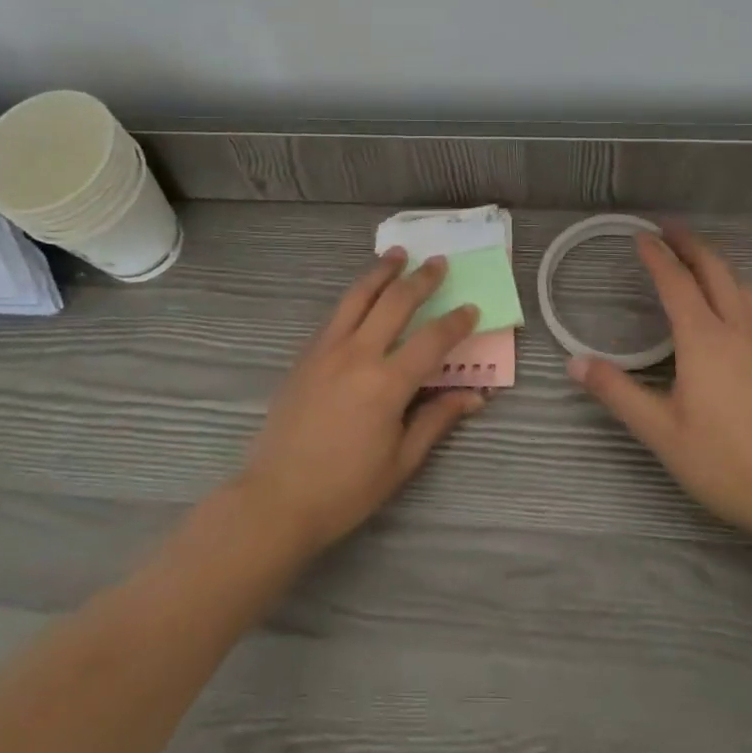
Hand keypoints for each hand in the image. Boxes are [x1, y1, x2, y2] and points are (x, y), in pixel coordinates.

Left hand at [239, 250, 483, 554]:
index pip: (432, 340)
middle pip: (395, 302)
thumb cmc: (345, 489)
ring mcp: (326, 350)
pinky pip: (335, 315)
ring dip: (381, 272)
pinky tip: (363, 294)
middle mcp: (358, 355)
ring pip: (358, 297)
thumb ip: (436, 420)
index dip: (456, 322)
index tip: (471, 308)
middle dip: (421, 279)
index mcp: (387, 383)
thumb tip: (474, 396)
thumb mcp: (401, 461)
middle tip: (438, 263)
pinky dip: (355, 296)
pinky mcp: (305, 356)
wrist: (277, 498)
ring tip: (397, 254)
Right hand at [568, 225, 751, 544]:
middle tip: (668, 228)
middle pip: (714, 270)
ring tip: (697, 258)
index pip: (676, 282)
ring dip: (715, 262)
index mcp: (703, 338)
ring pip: (740, 284)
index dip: (657, 255)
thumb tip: (574, 362)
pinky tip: (734, 302)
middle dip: (690, 244)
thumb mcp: (661, 431)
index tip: (640, 235)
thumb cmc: (725, 461)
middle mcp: (737, 328)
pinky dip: (736, 286)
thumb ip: (617, 392)